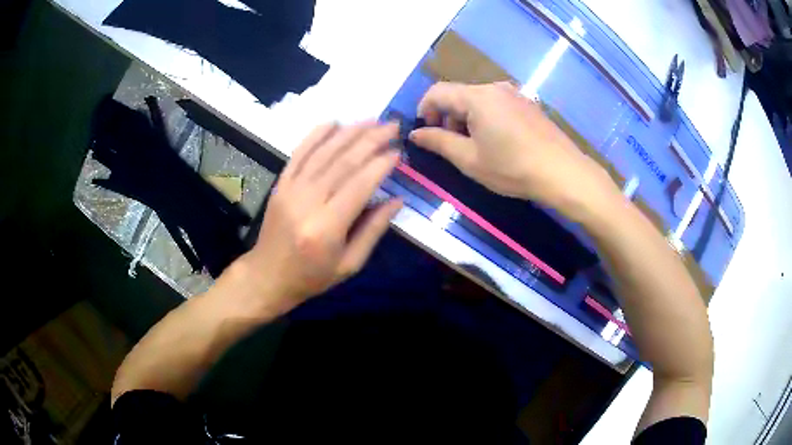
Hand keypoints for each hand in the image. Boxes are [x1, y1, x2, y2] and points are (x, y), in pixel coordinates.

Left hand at [229, 123, 401, 313]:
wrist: (268, 275)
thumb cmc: (311, 276)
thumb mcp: (349, 264)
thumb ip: (373, 230)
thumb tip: (397, 200)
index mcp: (326, 228)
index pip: (359, 185)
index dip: (380, 165)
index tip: (399, 152)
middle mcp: (307, 202)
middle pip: (343, 162)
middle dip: (371, 140)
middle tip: (392, 126)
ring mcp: (290, 189)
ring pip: (323, 152)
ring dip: (350, 132)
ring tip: (372, 120)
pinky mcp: (281, 184)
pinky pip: (299, 153)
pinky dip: (316, 135)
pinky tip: (334, 122)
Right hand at [409, 82, 618, 220]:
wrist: (563, 172)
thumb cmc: (512, 168)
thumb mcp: (470, 159)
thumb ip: (438, 142)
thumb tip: (415, 133)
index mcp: (477, 97)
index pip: (437, 92)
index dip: (423, 109)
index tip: (424, 133)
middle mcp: (495, 87)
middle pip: (458, 94)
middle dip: (446, 116)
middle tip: (451, 145)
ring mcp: (514, 94)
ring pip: (477, 99)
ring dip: (466, 118)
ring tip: (474, 146)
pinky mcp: (527, 104)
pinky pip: (496, 103)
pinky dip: (485, 117)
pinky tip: (497, 141)